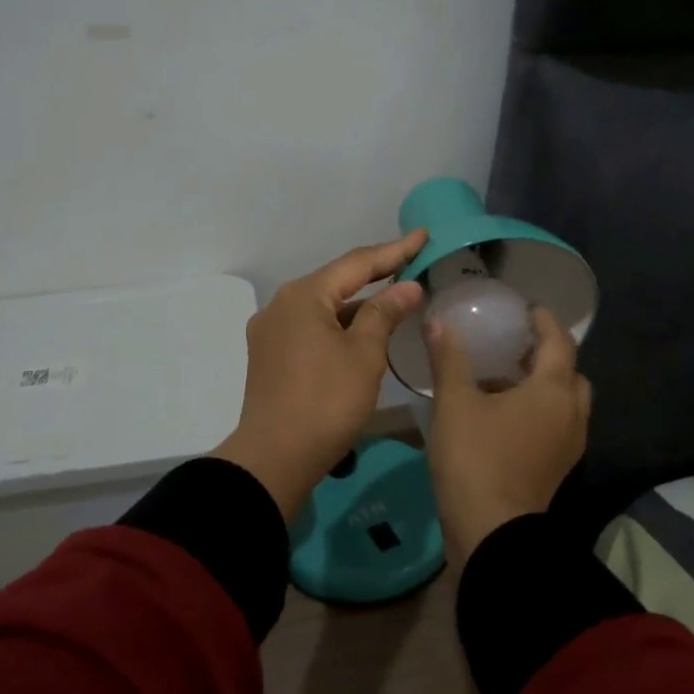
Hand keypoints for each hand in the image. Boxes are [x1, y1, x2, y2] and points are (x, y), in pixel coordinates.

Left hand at [213, 230, 427, 519]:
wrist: (275, 457)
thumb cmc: (326, 400)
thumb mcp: (364, 354)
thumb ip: (385, 313)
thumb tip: (407, 287)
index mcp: (303, 296)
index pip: (356, 263)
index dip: (394, 250)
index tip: (422, 236)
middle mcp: (281, 305)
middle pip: (336, 282)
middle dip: (375, 275)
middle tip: (412, 263)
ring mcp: (271, 333)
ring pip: (323, 308)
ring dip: (357, 305)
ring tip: (394, 299)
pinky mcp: (270, 357)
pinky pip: (311, 329)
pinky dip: (339, 326)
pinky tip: (361, 332)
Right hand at [426, 306, 590, 561]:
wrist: (492, 532)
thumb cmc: (476, 459)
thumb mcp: (455, 403)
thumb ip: (449, 359)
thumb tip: (437, 322)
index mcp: (553, 391)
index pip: (559, 342)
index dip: (545, 321)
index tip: (527, 309)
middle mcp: (571, 414)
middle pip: (570, 373)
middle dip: (548, 355)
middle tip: (516, 346)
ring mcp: (569, 445)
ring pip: (565, 402)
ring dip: (544, 385)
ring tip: (505, 379)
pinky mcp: (557, 468)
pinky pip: (557, 426)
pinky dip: (540, 411)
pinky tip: (504, 415)